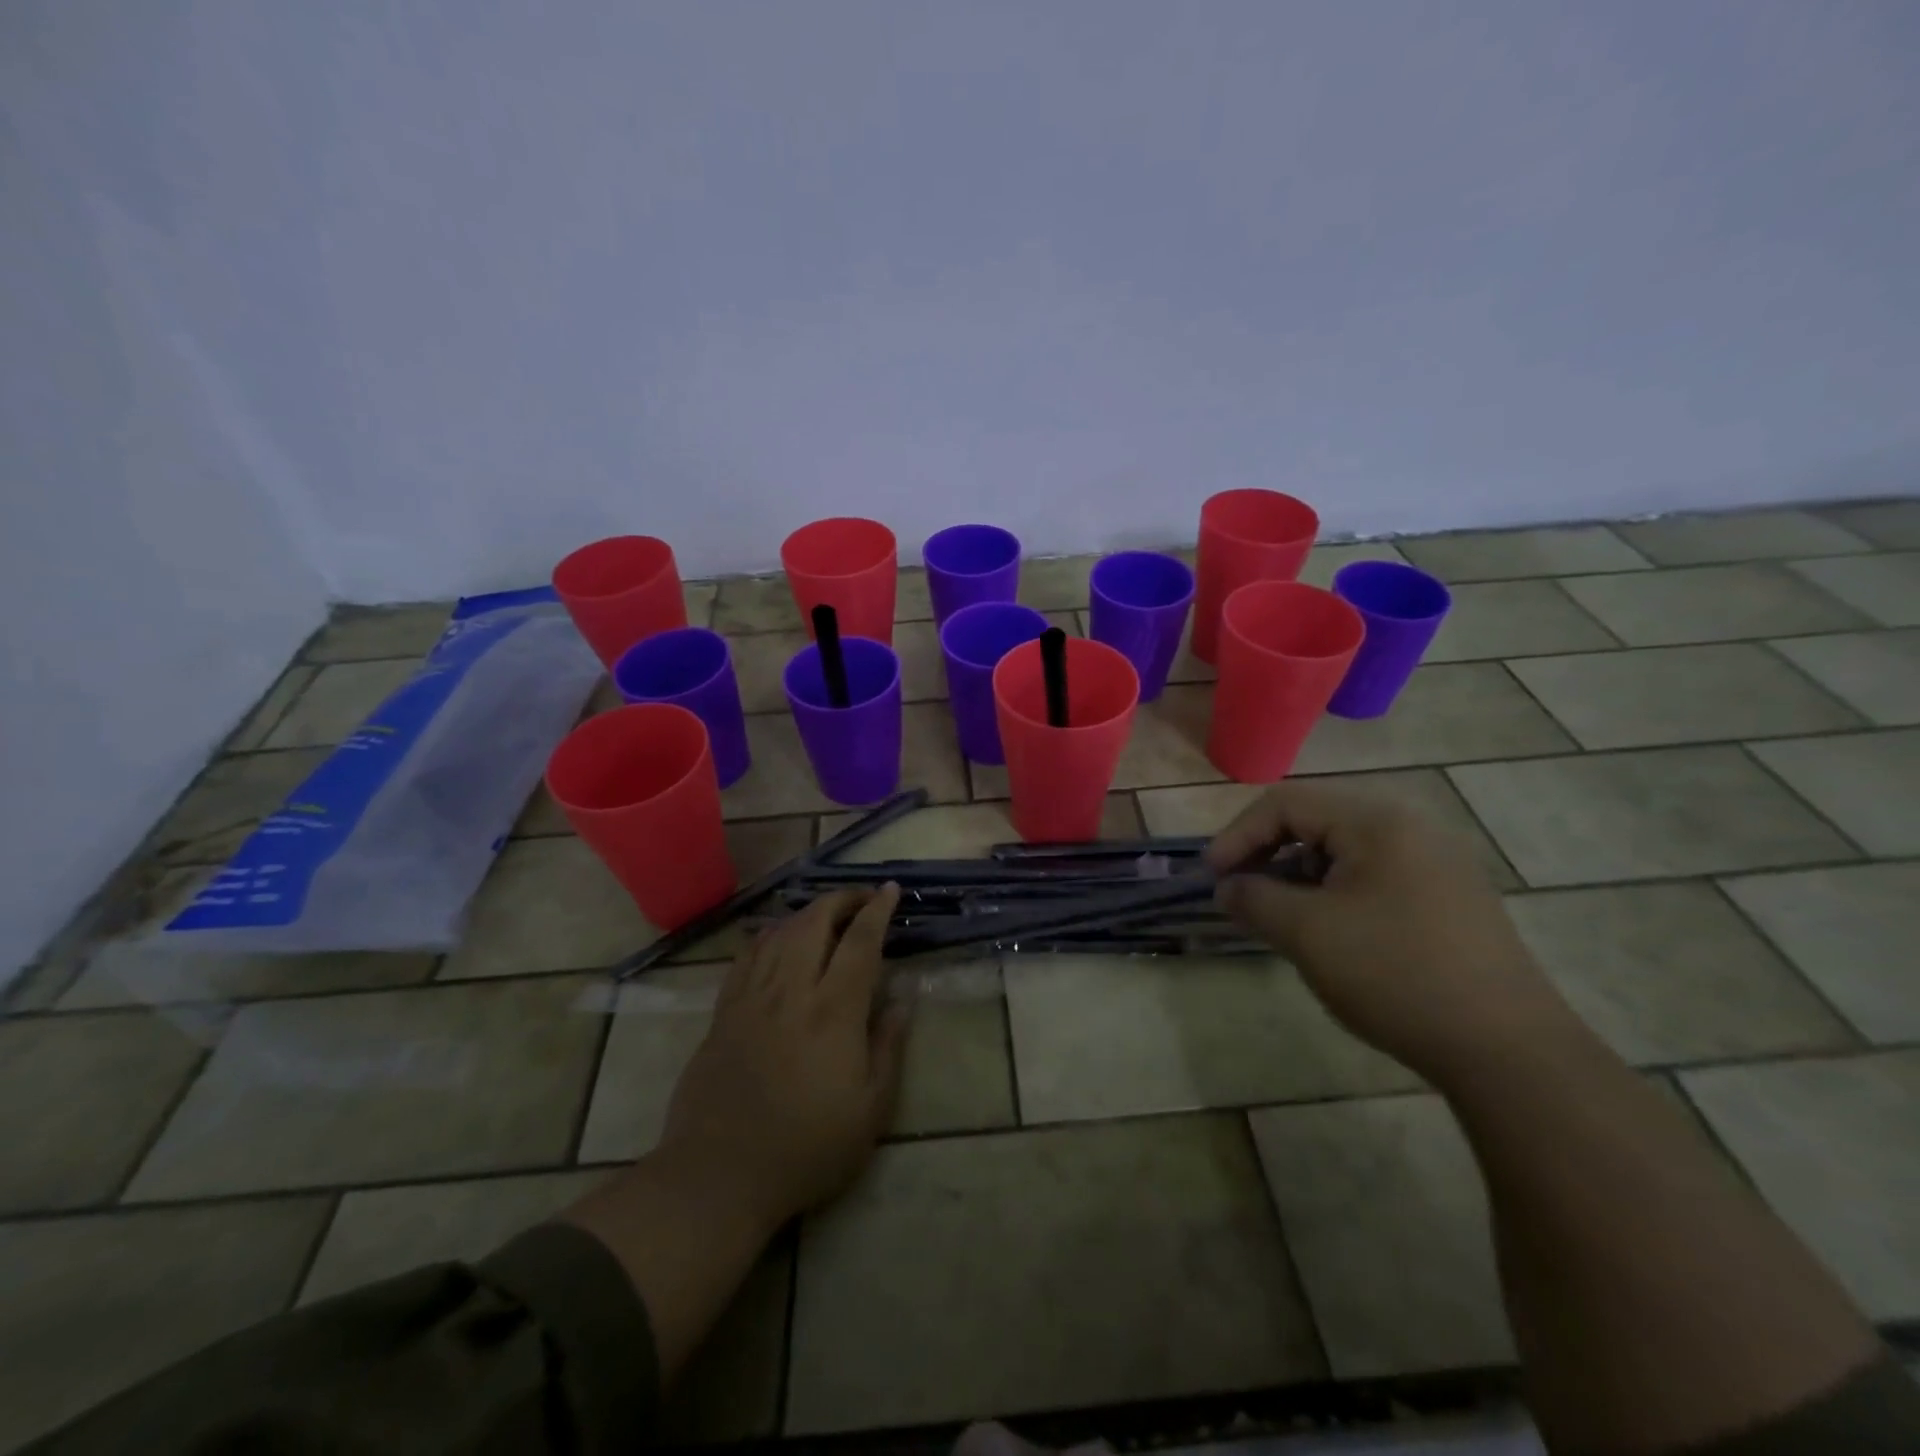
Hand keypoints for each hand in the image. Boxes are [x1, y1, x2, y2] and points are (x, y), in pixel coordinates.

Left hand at [656, 885, 909, 1231]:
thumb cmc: (807, 1147)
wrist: (719, 1176)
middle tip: (862, 899)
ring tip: (825, 915)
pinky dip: (766, 936)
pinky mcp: (723, 1013)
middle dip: (841, 899)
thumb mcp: (871, 1108)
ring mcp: (751, 998)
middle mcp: (792, 990)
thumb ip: (889, 1045)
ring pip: (779, 932)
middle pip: (815, 921)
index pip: (860, 941)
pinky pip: (745, 957)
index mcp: (834, 1011)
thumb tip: (903, 998)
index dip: (878, 910)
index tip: (890, 890)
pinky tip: (774, 937)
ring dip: (806, 913)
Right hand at [1206, 781, 1576, 1083]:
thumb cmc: (1395, 975)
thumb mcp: (1306, 933)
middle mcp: (1411, 827)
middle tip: (1239, 891)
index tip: (1212, 877)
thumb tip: (1228, 887)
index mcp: (1377, 821)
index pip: (1286, 804)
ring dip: (1298, 874)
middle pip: (1316, 820)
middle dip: (1267, 853)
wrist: (1508, 1051)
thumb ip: (1254, 898)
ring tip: (1277, 914)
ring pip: (1344, 850)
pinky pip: (1374, 875)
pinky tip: (1327, 930)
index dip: (1239, 835)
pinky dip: (1334, 891)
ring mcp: (1437, 863)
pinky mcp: (1449, 898)